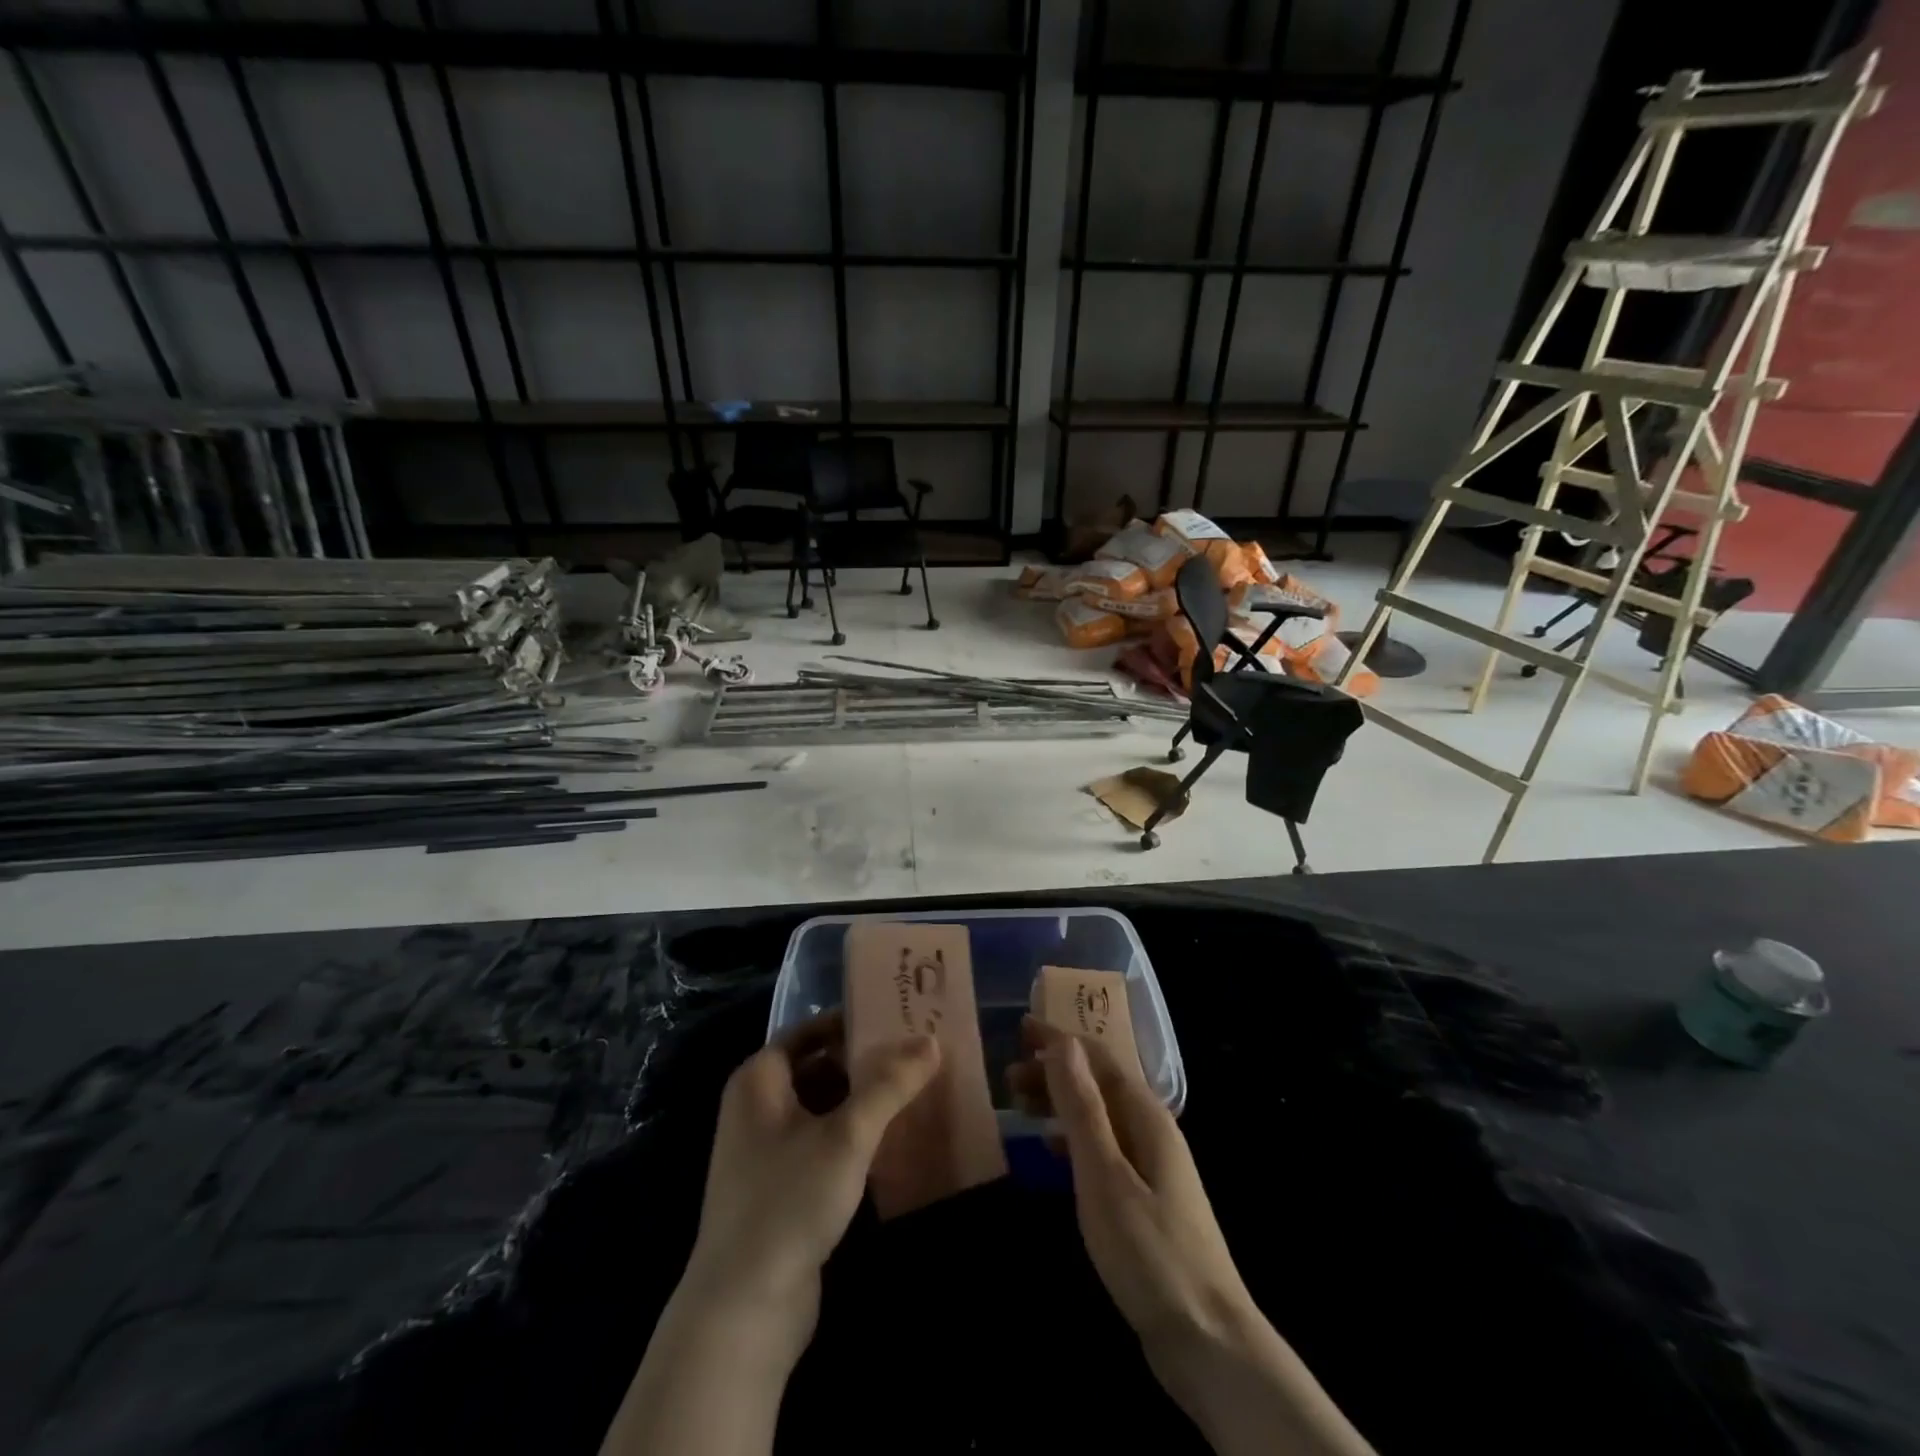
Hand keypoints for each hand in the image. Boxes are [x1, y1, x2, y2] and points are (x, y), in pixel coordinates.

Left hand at [683, 1012, 941, 1340]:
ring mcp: (766, 1152)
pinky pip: (823, 1144)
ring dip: (863, 1100)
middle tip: (915, 1052)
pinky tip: (893, 1140)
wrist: (743, 1312)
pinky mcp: (782, 1190)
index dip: (849, 1021)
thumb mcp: (847, 1136)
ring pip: (823, 1108)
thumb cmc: (789, 1202)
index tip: (894, 1016)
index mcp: (758, 1081)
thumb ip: (889, 1085)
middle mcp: (757, 1108)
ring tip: (914, 1089)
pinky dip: (854, 1136)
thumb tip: (930, 1040)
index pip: (808, 1031)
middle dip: (864, 1061)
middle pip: (817, 1067)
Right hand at [1009, 1015, 1254, 1350]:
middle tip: (1009, 1075)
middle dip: (1055, 1070)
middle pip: (1099, 1083)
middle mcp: (1153, 1130)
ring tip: (1021, 1106)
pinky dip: (1074, 1137)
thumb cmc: (1149, 1251)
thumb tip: (1063, 1044)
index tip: (1020, 1029)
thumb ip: (1083, 1108)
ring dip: (1061, 1102)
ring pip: (1100, 1114)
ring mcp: (1153, 1165)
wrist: (1207, 1340)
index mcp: (1146, 1116)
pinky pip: (1104, 1145)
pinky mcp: (1147, 1197)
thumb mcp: (1105, 1175)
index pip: (1098, 1058)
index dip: (1059, 1040)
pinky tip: (1053, 1151)